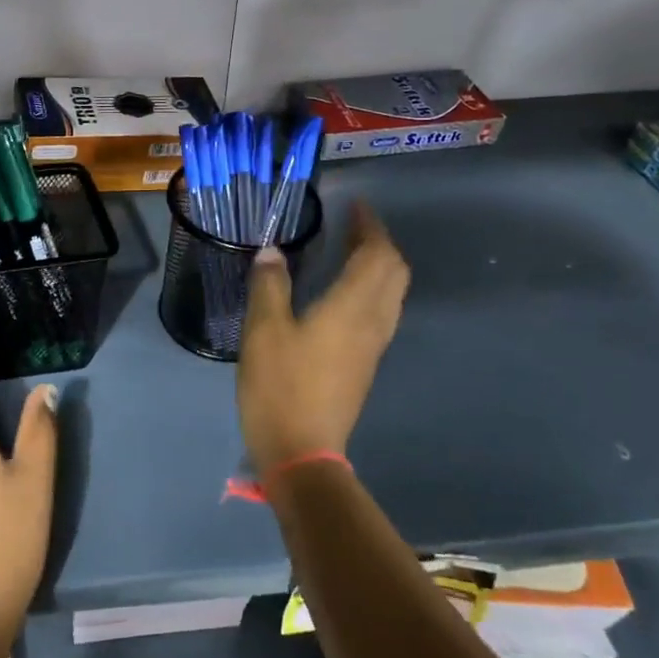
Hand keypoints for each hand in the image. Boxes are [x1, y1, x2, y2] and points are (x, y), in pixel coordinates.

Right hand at [238, 201, 410, 478]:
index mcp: (352, 307)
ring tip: (348, 251)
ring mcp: (373, 346)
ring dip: (378, 265)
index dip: (371, 226)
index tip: (355, 205)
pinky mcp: (364, 364)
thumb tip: (272, 251)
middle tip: (352, 226)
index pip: (378, 255)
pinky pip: (380, 311)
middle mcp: (373, 322)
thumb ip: (270, 285)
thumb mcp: (264, 330)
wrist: (302, 452)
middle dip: (379, 243)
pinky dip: (370, 288)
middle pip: (394, 272)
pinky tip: (341, 291)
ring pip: (391, 293)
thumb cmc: (281, 386)